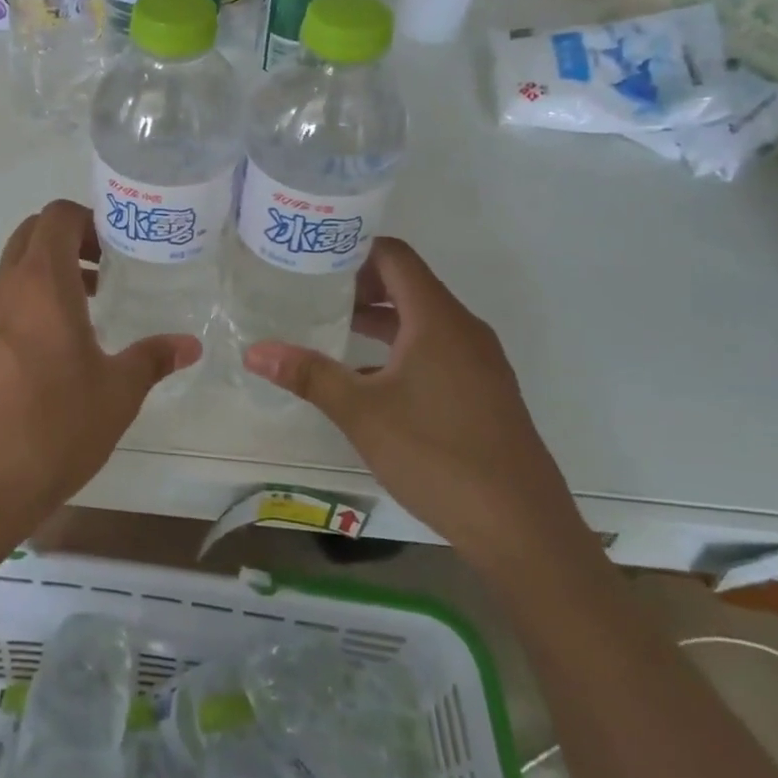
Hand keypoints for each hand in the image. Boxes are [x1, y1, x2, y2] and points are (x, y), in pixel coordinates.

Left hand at [0, 200, 199, 536]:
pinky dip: (30, 303)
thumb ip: (153, 359)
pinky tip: (56, 350)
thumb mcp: (117, 394)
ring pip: (15, 270)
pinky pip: (3, 303)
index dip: (89, 219)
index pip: (56, 217)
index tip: (118, 248)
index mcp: (41, 284)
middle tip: (107, 271)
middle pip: (32, 235)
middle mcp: (5, 289)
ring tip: (90, 310)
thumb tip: (189, 344)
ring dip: (51, 274)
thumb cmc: (53, 429)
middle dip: (71, 240)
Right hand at [242, 237, 581, 564]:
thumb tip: (254, 351)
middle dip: (360, 283)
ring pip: (422, 320)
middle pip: (408, 284)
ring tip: (332, 327)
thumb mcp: (362, 413)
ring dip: (379, 318)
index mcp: (437, 319)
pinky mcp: (484, 391)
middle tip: (312, 290)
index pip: (395, 257)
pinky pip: (436, 349)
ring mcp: (479, 362)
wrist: (522, 528)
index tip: (313, 256)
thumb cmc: (438, 455)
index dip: (354, 248)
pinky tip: (368, 379)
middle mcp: (463, 329)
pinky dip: (400, 349)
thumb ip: (309, 376)